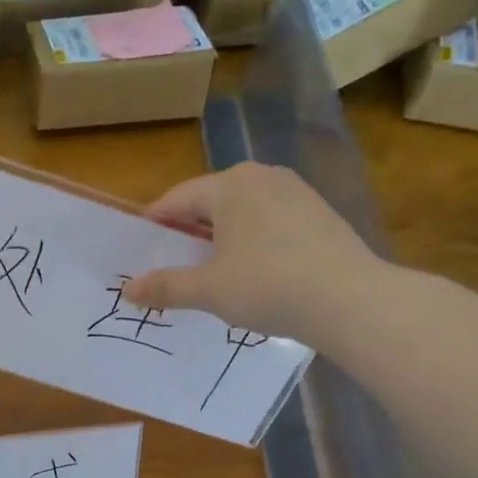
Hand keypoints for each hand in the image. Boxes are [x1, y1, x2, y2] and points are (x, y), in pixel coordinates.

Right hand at [123, 162, 386, 345]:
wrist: (350, 300)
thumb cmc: (267, 286)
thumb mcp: (208, 290)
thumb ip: (165, 286)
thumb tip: (127, 291)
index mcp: (230, 184)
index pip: (176, 200)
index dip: (154, 226)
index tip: (139, 252)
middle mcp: (262, 176)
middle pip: (210, 204)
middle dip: (187, 234)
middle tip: (171, 267)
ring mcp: (296, 192)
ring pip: (242, 214)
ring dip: (220, 241)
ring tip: (210, 275)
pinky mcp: (319, 214)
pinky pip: (269, 224)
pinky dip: (251, 244)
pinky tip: (253, 275)